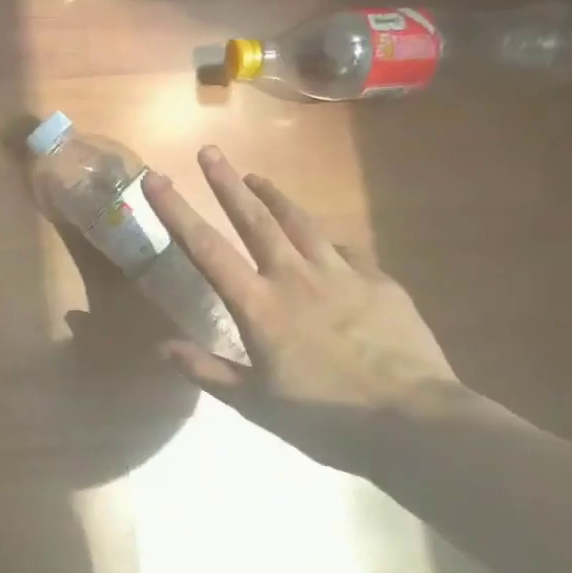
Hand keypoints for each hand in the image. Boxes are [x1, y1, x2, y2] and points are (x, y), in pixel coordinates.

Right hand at [144, 147, 462, 458]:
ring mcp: (341, 273)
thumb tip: (162, 347)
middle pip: (255, 219)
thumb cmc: (325, 418)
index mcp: (259, 307)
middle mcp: (295, 277)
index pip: (206, 250)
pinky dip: (325, 241)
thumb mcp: (256, 405)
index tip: (157, 180)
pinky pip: (345, 251)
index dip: (176, 212)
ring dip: (274, 196)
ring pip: (301, 222)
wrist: (414, 421)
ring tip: (257, 177)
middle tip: (209, 151)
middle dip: (226, 183)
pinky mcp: (379, 281)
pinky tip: (324, 241)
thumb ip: (208, 371)